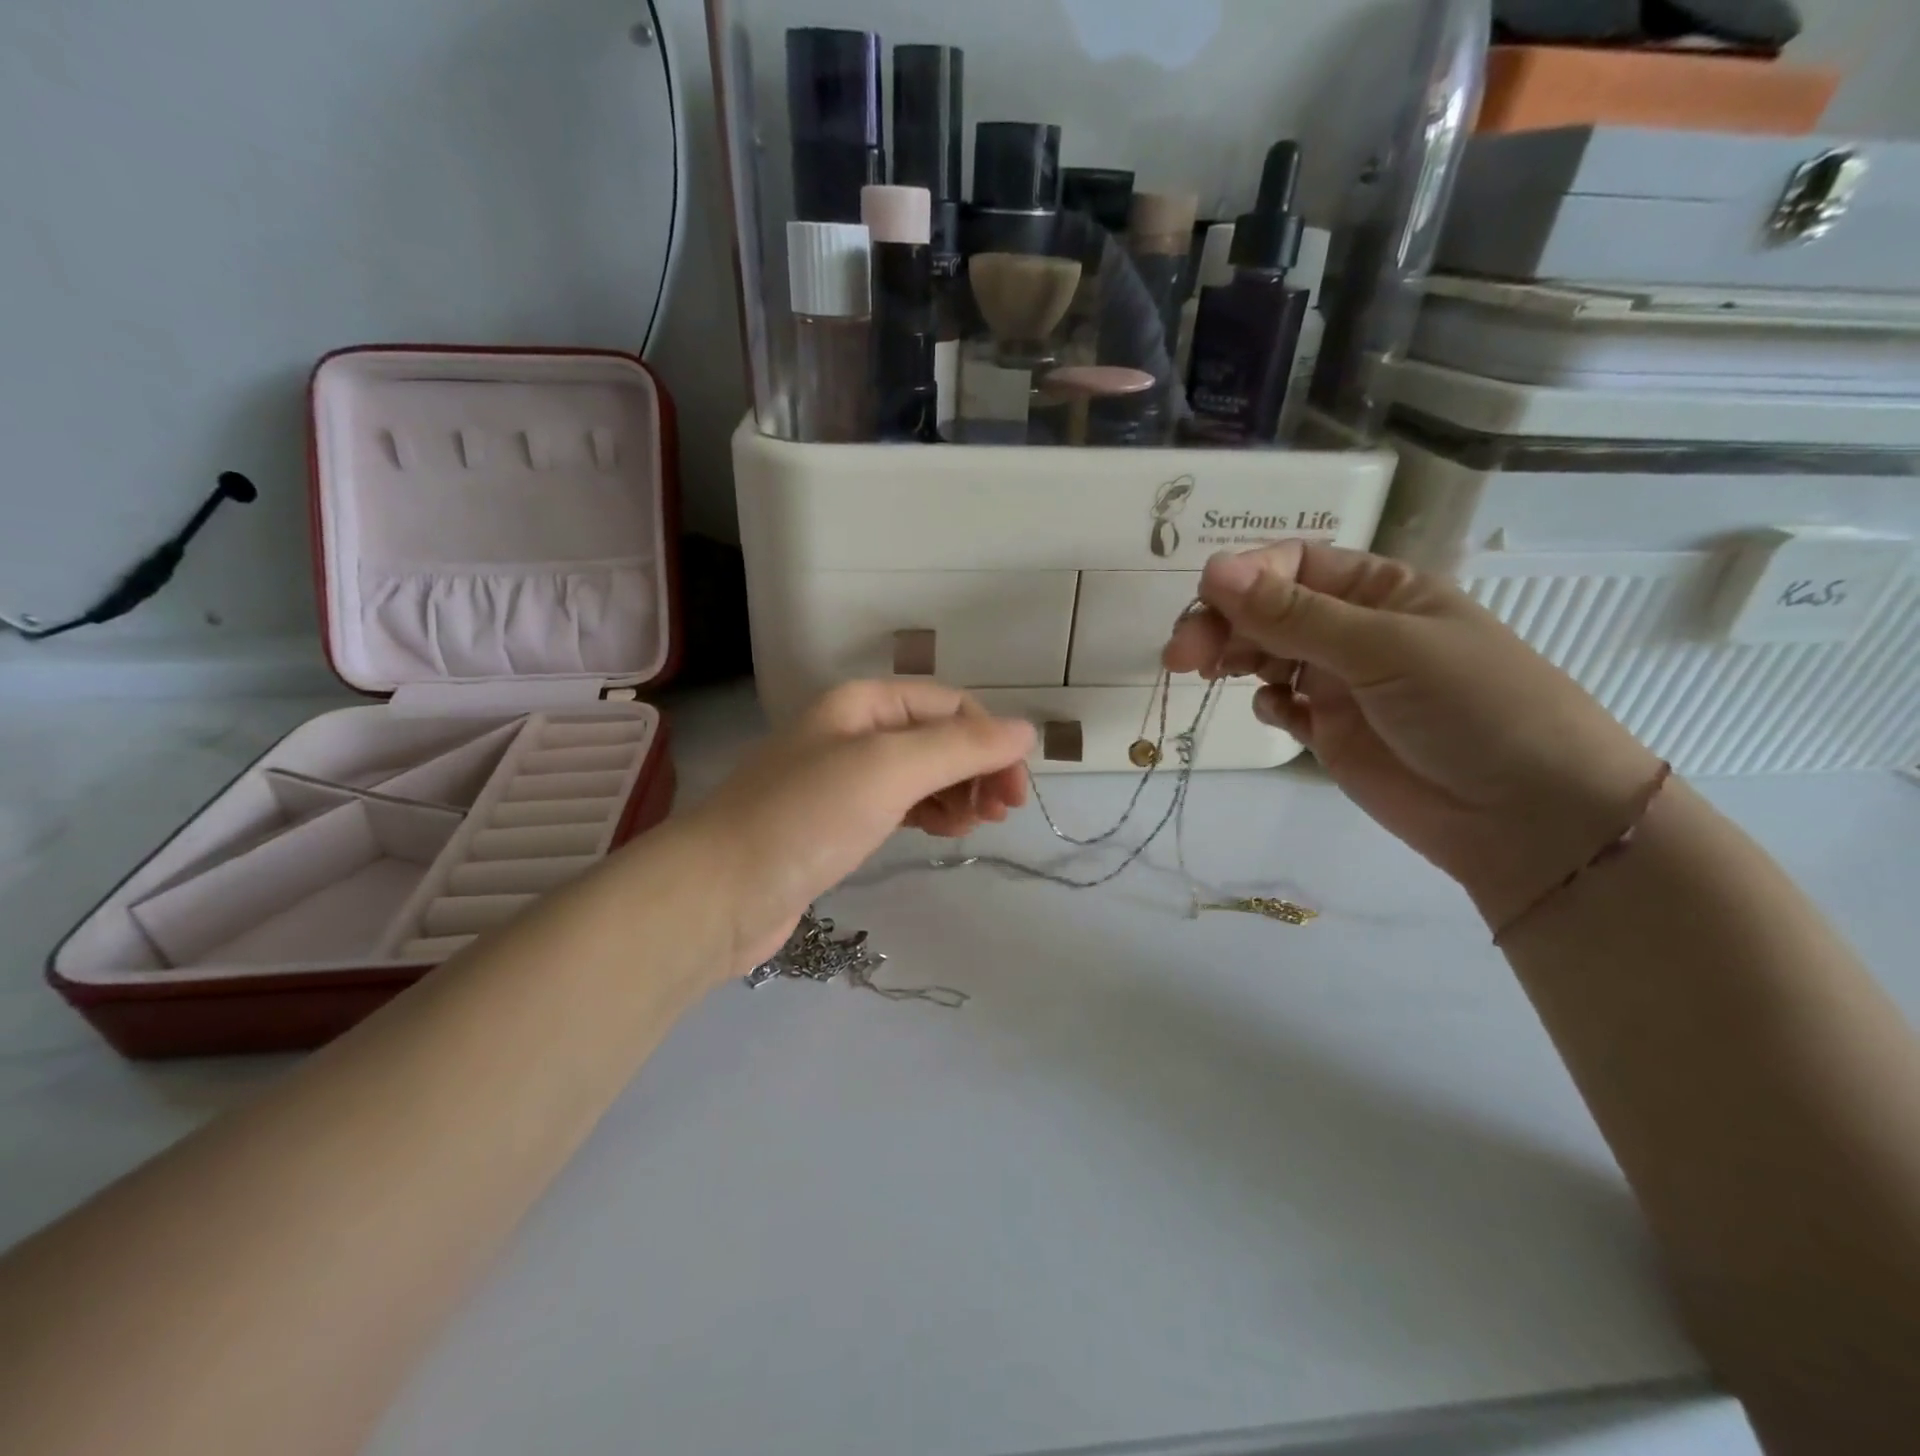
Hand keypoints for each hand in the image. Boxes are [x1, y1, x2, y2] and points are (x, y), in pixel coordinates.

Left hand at [679, 681, 1034, 972]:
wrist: (719, 893)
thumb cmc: (806, 817)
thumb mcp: (889, 769)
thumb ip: (960, 747)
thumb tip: (1025, 731)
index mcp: (863, 703)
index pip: (949, 706)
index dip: (990, 740)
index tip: (1015, 791)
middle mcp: (854, 731)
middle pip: (938, 738)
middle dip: (976, 768)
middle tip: (1001, 813)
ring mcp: (843, 778)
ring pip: (922, 774)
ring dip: (958, 793)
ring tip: (974, 826)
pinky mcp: (837, 822)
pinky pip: (900, 804)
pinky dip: (930, 813)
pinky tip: (943, 832)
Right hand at [1165, 543, 1663, 927]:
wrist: (1529, 817)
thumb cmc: (1473, 707)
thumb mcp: (1383, 649)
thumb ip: (1293, 615)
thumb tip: (1212, 569)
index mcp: (1379, 590)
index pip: (1293, 566)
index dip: (1243, 577)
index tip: (1203, 603)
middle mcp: (1355, 629)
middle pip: (1268, 610)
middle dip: (1223, 624)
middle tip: (1182, 656)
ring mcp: (1340, 683)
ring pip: (1266, 655)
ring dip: (1235, 657)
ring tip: (1210, 673)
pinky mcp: (1330, 731)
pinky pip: (1281, 704)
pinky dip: (1268, 703)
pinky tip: (1277, 713)